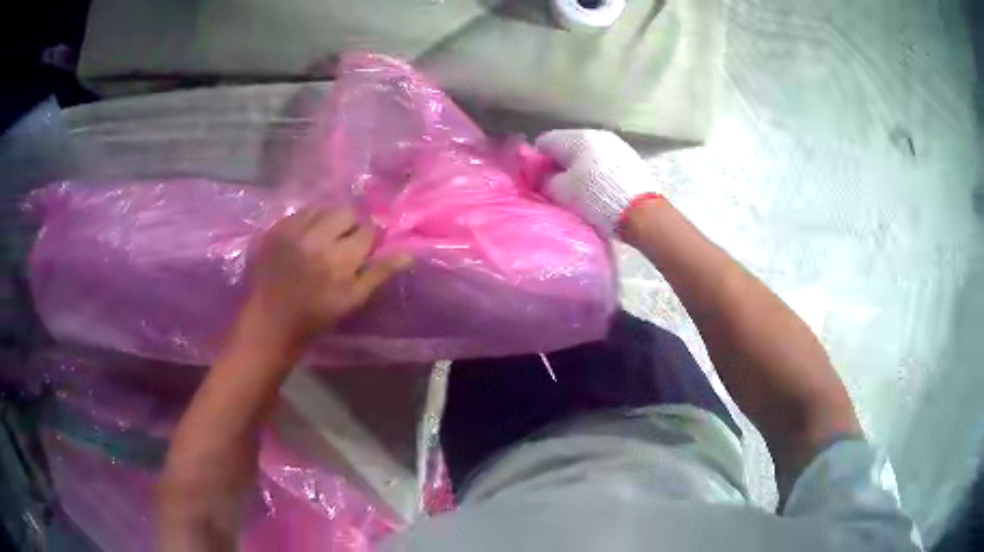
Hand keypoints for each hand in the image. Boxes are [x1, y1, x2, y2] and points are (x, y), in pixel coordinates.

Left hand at [246, 207, 411, 347]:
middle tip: (343, 243)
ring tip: (323, 239)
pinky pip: (299, 212)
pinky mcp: (275, 229)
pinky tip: (304, 239)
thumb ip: (379, 273)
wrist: (269, 324)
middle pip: (346, 212)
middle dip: (350, 225)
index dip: (369, 239)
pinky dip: (307, 222)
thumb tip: (408, 254)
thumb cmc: (314, 318)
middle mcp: (316, 238)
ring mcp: (292, 231)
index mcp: (339, 260)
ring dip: (328, 220)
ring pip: (322, 208)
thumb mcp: (351, 301)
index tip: (364, 250)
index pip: (367, 230)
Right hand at [536, 129, 661, 234]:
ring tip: (580, 190)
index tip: (539, 179)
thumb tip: (541, 175)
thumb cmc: (596, 198)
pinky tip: (600, 189)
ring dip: (579, 167)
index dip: (537, 160)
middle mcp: (597, 134)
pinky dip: (596, 171)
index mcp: (577, 137)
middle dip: (560, 163)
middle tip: (558, 187)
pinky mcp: (630, 157)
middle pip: (568, 145)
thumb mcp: (561, 192)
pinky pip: (604, 160)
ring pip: (587, 153)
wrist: (642, 212)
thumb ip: (544, 180)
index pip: (545, 142)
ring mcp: (616, 144)